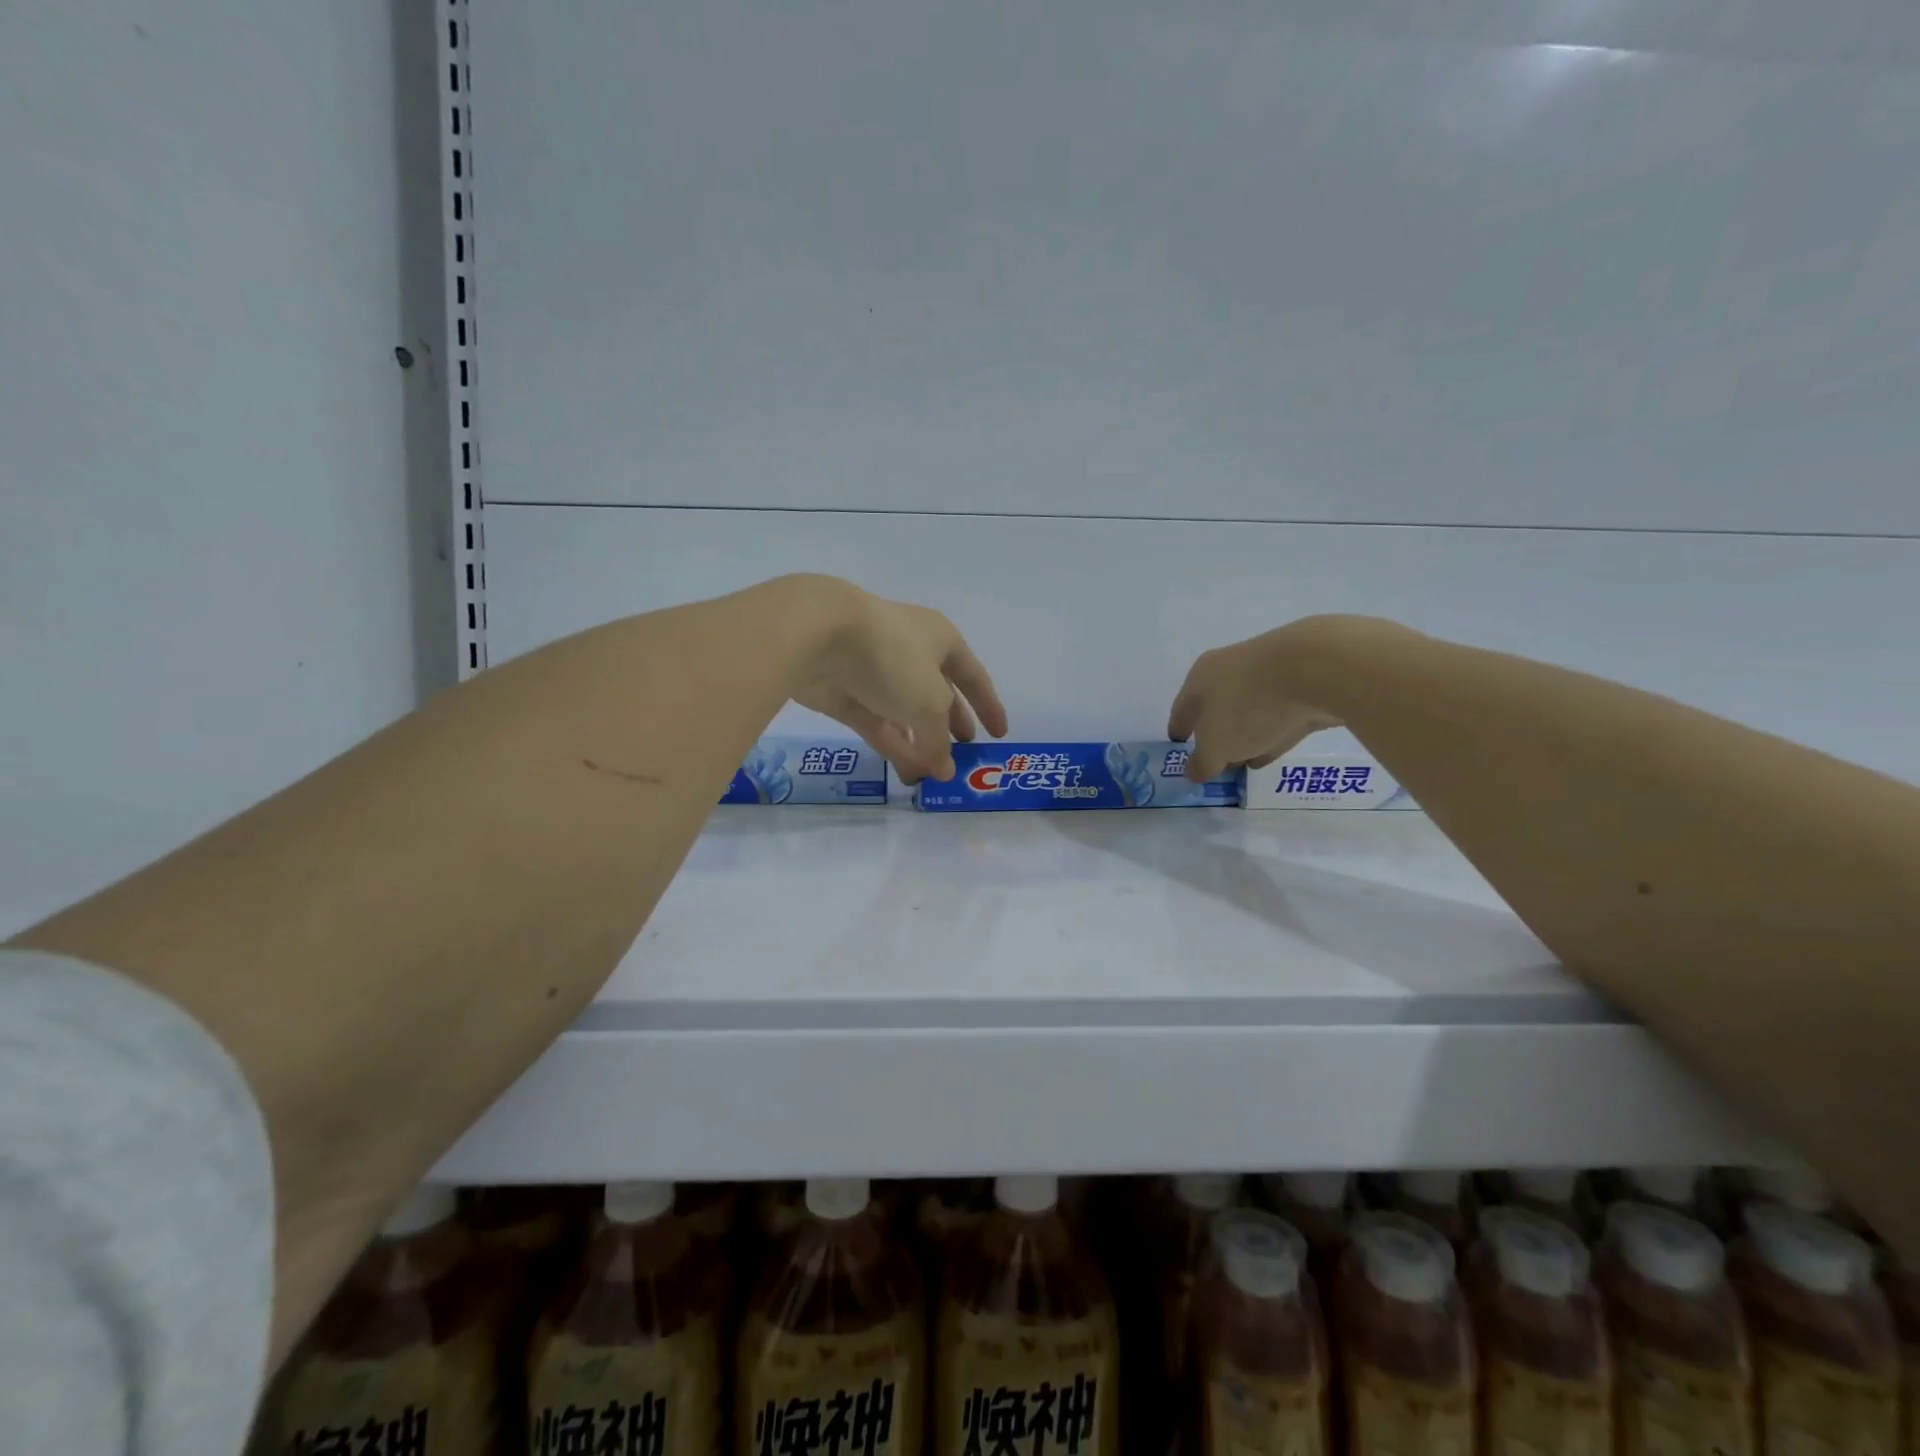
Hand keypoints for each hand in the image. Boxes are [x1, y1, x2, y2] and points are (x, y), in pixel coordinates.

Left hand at [785, 577, 1008, 782]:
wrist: (819, 636)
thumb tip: (945, 769)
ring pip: (906, 715)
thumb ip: (939, 740)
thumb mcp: (930, 703)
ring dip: (921, 745)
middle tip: (962, 755)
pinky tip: (909, 773)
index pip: (973, 676)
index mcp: (941, 641)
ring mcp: (876, 674)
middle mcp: (911, 654)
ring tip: (934, 777)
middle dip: (951, 726)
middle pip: (938, 696)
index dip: (988, 705)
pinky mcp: (847, 693)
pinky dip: (895, 746)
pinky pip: (878, 724)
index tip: (999, 735)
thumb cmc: (893, 657)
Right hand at [1166, 618, 1350, 781]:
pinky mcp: (1302, 682)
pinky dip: (1272, 732)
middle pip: (1216, 707)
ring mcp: (1268, 673)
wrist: (1317, 669)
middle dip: (1215, 735)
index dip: (1179, 732)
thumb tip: (1193, 771)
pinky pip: (1279, 714)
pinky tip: (1272, 750)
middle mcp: (1229, 668)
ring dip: (1245, 735)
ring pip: (1249, 710)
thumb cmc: (1249, 706)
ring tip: (1244, 762)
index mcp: (1200, 678)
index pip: (1182, 709)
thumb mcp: (1217, 746)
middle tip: (1214, 761)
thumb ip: (1203, 763)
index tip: (1179, 749)